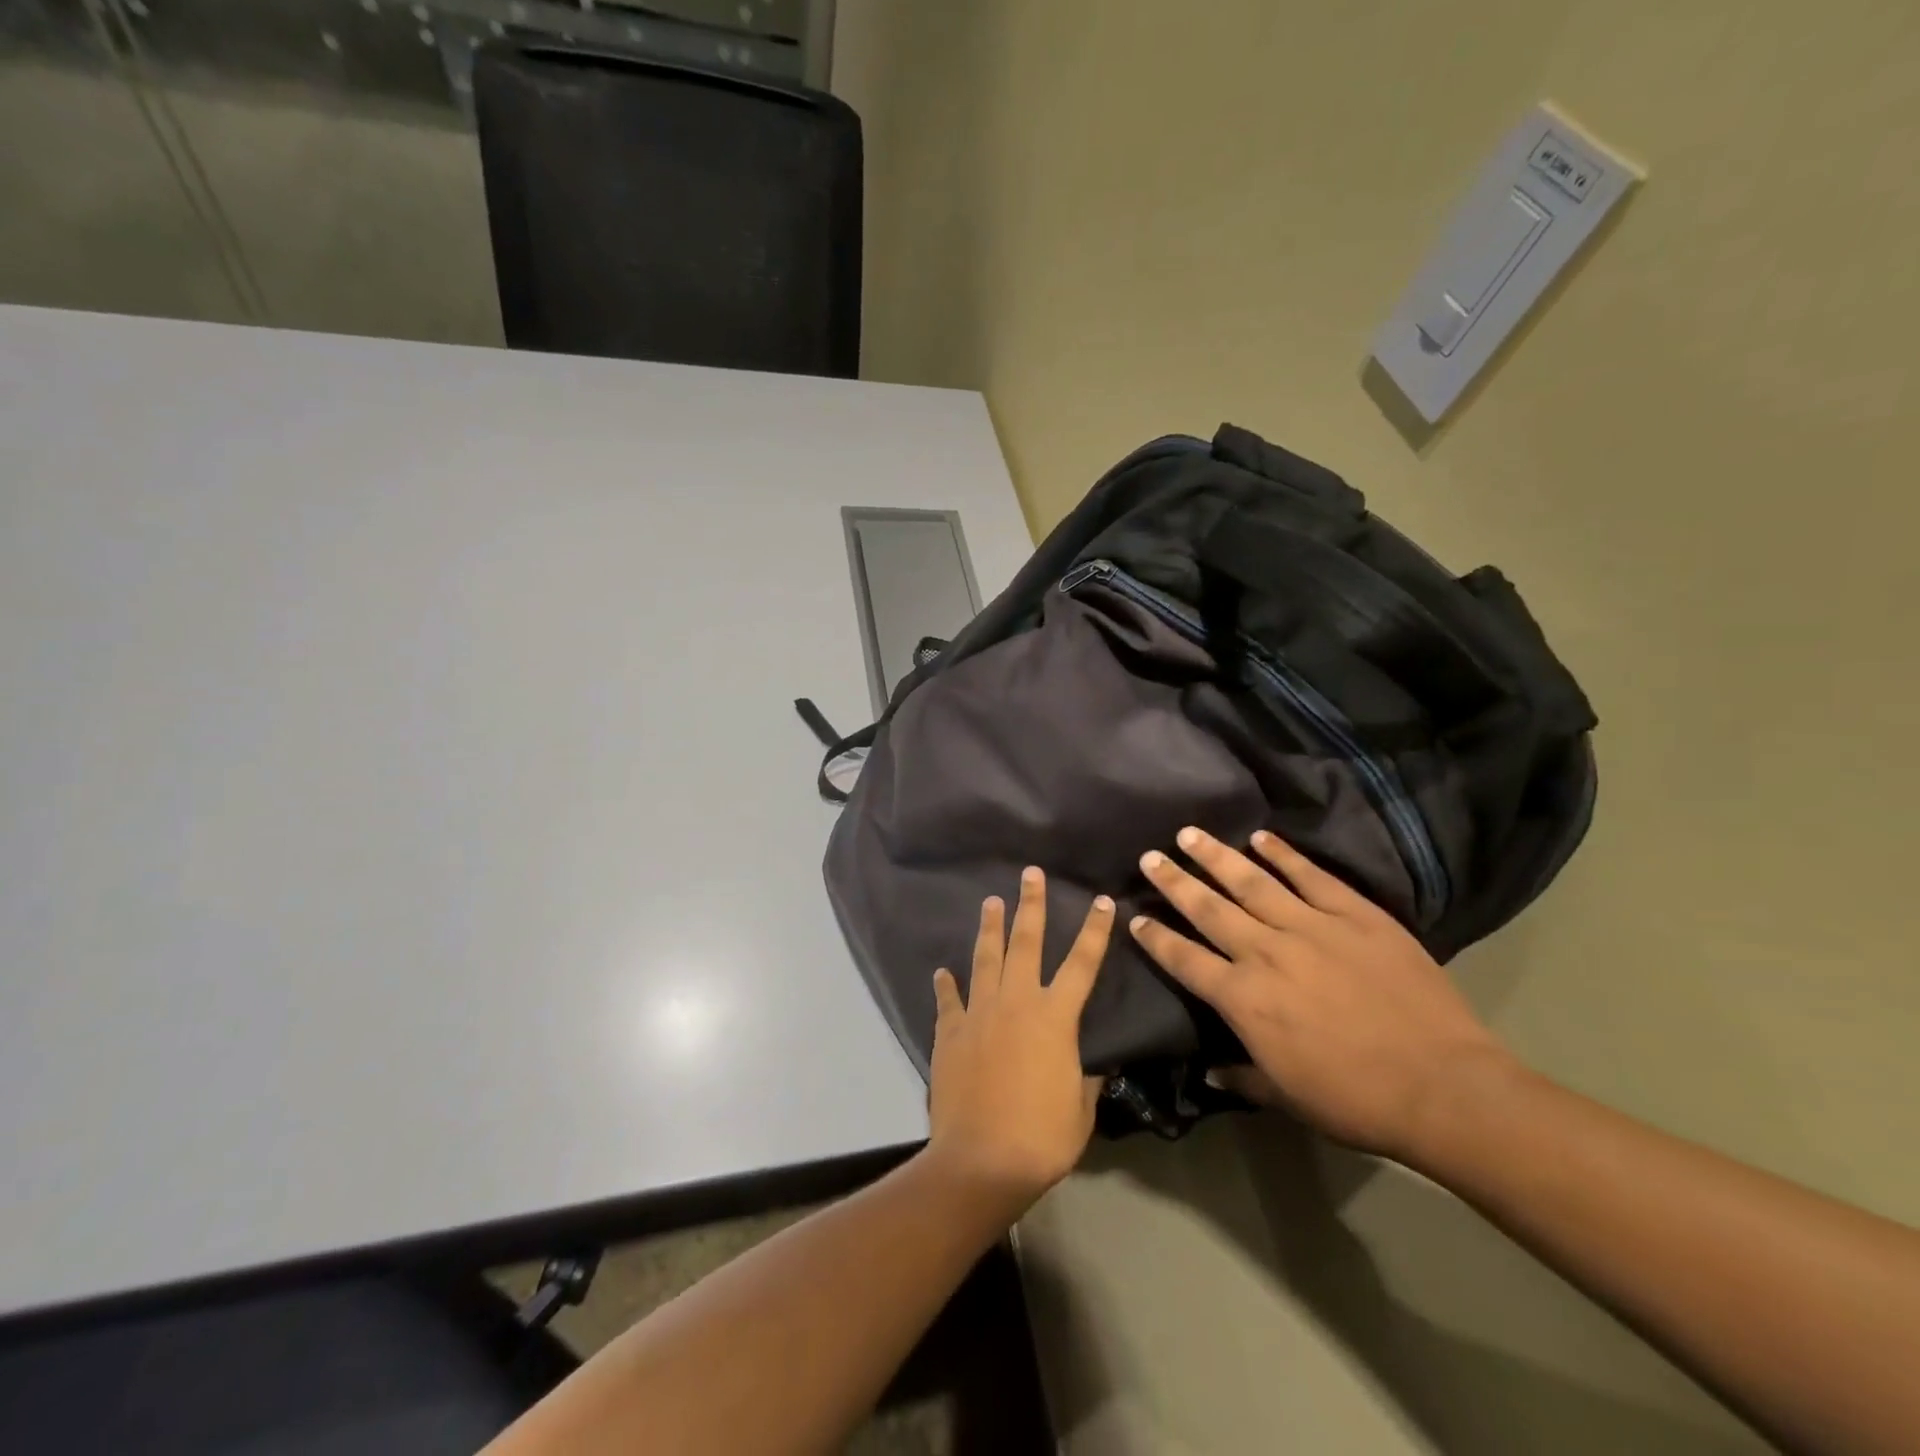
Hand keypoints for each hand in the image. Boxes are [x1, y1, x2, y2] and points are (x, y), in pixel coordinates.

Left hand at [926, 868, 1110, 1210]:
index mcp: (1055, 1017)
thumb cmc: (1042, 1137)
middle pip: (1026, 942)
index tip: (1102, 901)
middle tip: (1030, 874)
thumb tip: (1090, 1064)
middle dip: (1031, 905)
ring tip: (990, 901)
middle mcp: (1016, 1002)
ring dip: (990, 927)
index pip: (1083, 963)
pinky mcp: (950, 1031)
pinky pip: (948, 1000)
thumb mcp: (1080, 1109)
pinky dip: (946, 985)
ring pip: (985, 958)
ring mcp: (979, 1013)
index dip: (1095, 931)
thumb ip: (1085, 1078)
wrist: (981, 1160)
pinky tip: (942, 971)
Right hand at [1129, 827, 1514, 1159]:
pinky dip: (1284, 854)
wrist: (1444, 1088)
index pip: (1184, 959)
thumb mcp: (1289, 1098)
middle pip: (1207, 909)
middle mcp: (1266, 953)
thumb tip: (1209, 1070)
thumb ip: (1243, 1078)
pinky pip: (1310, 876)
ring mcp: (1311, 928)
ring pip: (1251, 882)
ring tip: (1190, 834)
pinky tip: (1261, 837)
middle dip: (1174, 882)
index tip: (1134, 917)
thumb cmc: (1357, 1101)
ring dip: (1216, 857)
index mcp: (1244, 1000)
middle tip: (1149, 856)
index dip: (1156, 938)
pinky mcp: (1355, 915)